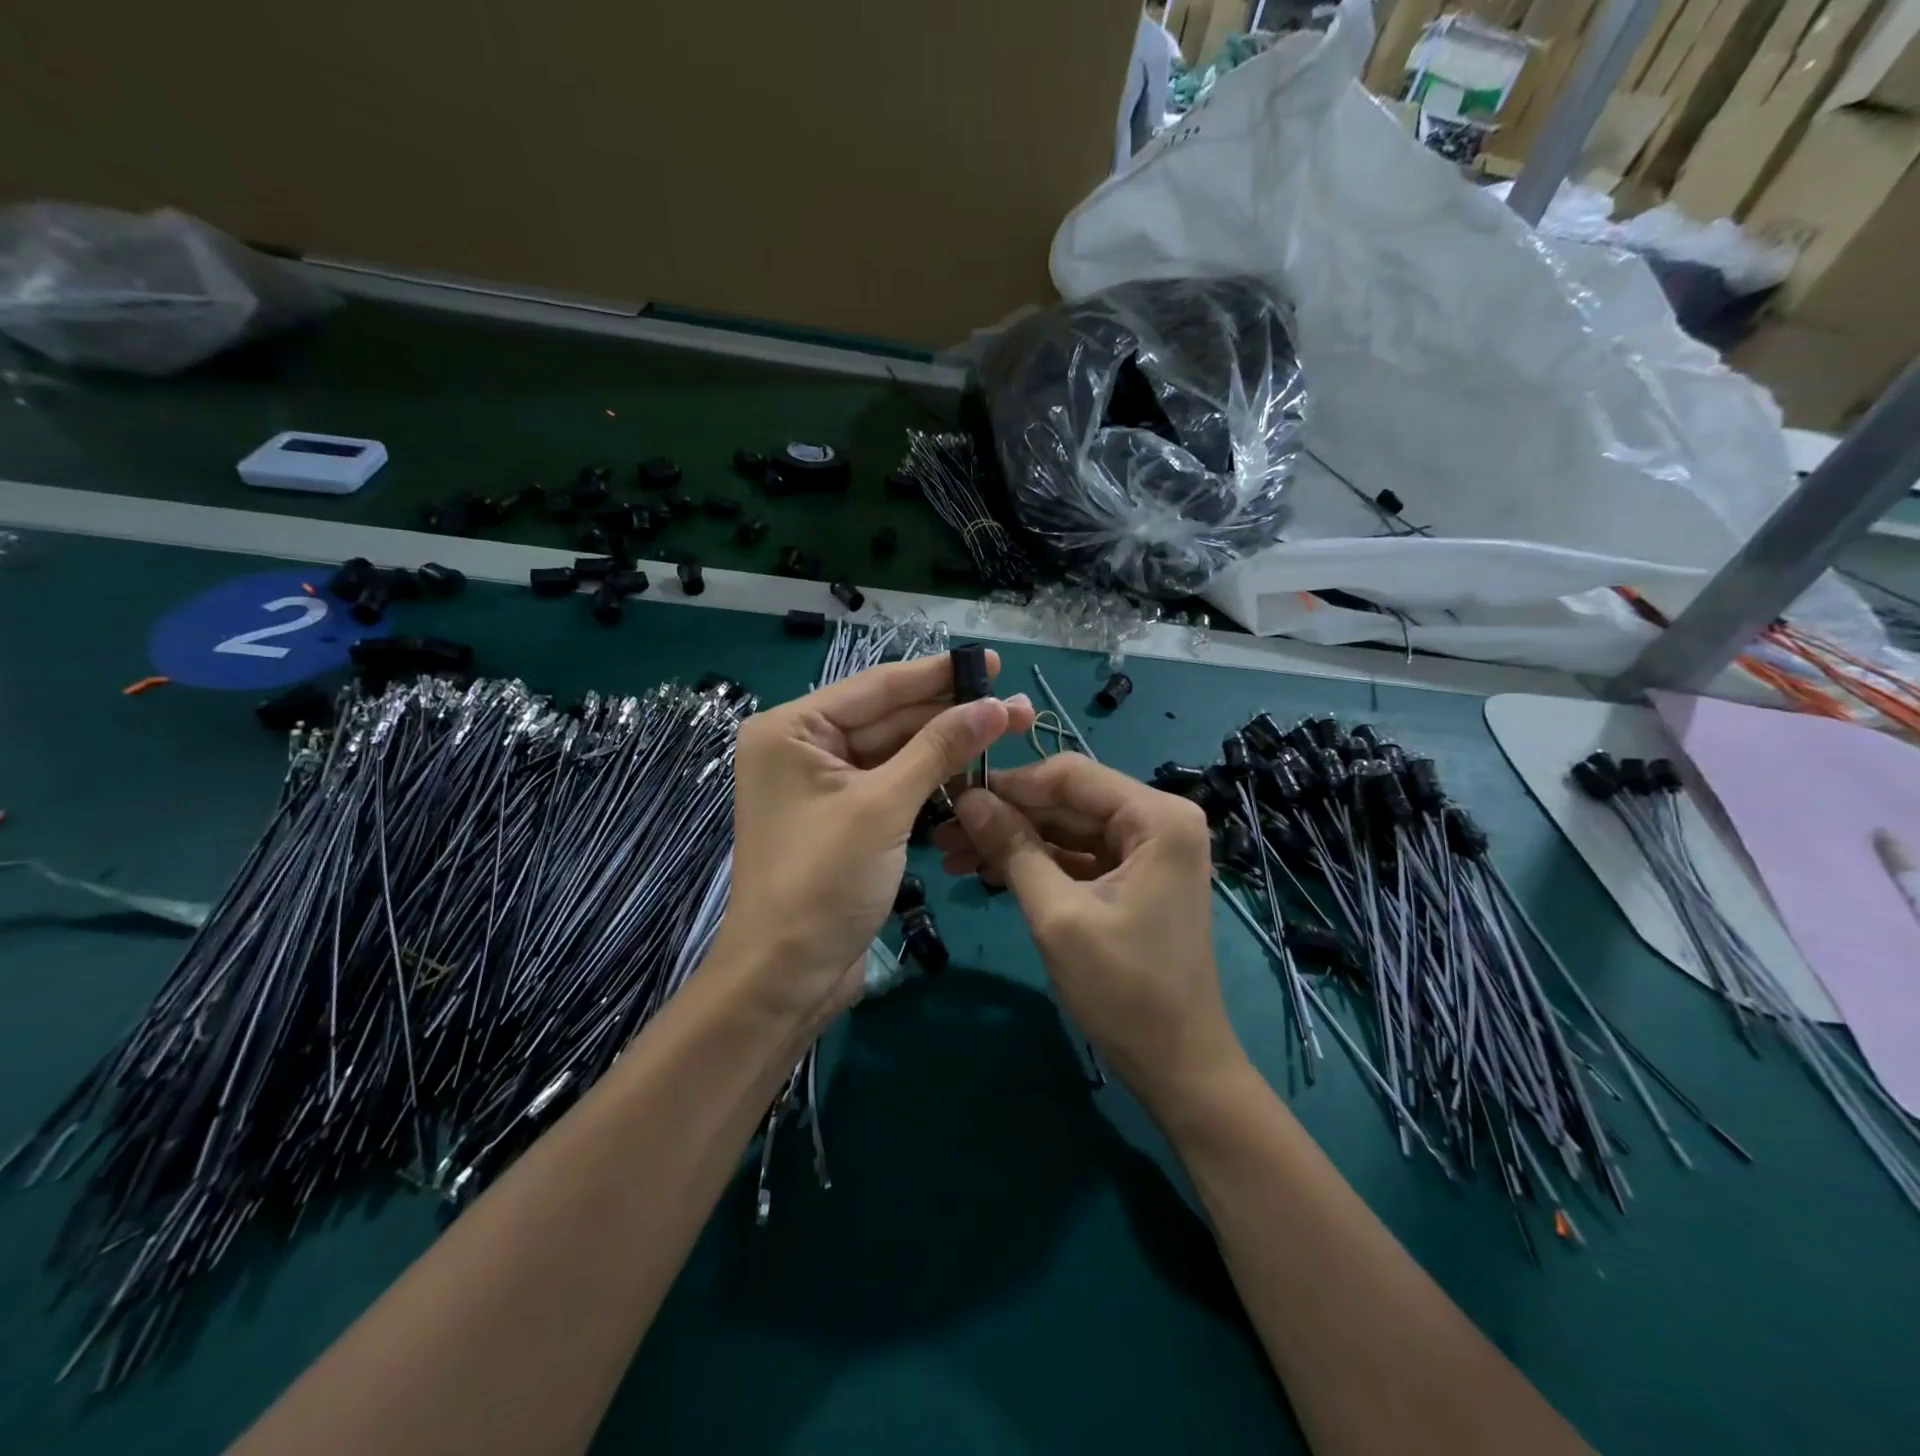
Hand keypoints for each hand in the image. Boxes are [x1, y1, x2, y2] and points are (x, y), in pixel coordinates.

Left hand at [708, 654, 1033, 1032]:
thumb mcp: (884, 807)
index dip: (939, 674)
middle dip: (952, 714)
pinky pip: (891, 784)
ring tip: (1007, 731)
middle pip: (888, 718)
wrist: (786, 977)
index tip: (991, 661)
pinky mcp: (841, 818)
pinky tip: (972, 769)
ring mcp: (822, 785)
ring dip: (946, 747)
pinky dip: (929, 779)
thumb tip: (995, 705)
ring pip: (894, 752)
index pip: (877, 687)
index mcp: (792, 730)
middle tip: (1016, 704)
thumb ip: (939, 749)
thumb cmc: (823, 882)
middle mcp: (802, 748)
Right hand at [934, 754, 1245, 1108]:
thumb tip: (966, 799)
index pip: (1071, 776)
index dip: (1010, 784)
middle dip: (1006, 816)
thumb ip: (1013, 849)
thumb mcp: (1058, 916)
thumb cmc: (1124, 990)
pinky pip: (1076, 856)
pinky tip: (988, 871)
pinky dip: (1036, 863)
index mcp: (1157, 817)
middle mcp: (1158, 821)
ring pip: (1067, 829)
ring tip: (954, 855)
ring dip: (1014, 840)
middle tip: (944, 833)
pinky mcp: (1133, 878)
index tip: (954, 796)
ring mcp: (1147, 850)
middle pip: (1067, 801)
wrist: (1178, 1066)